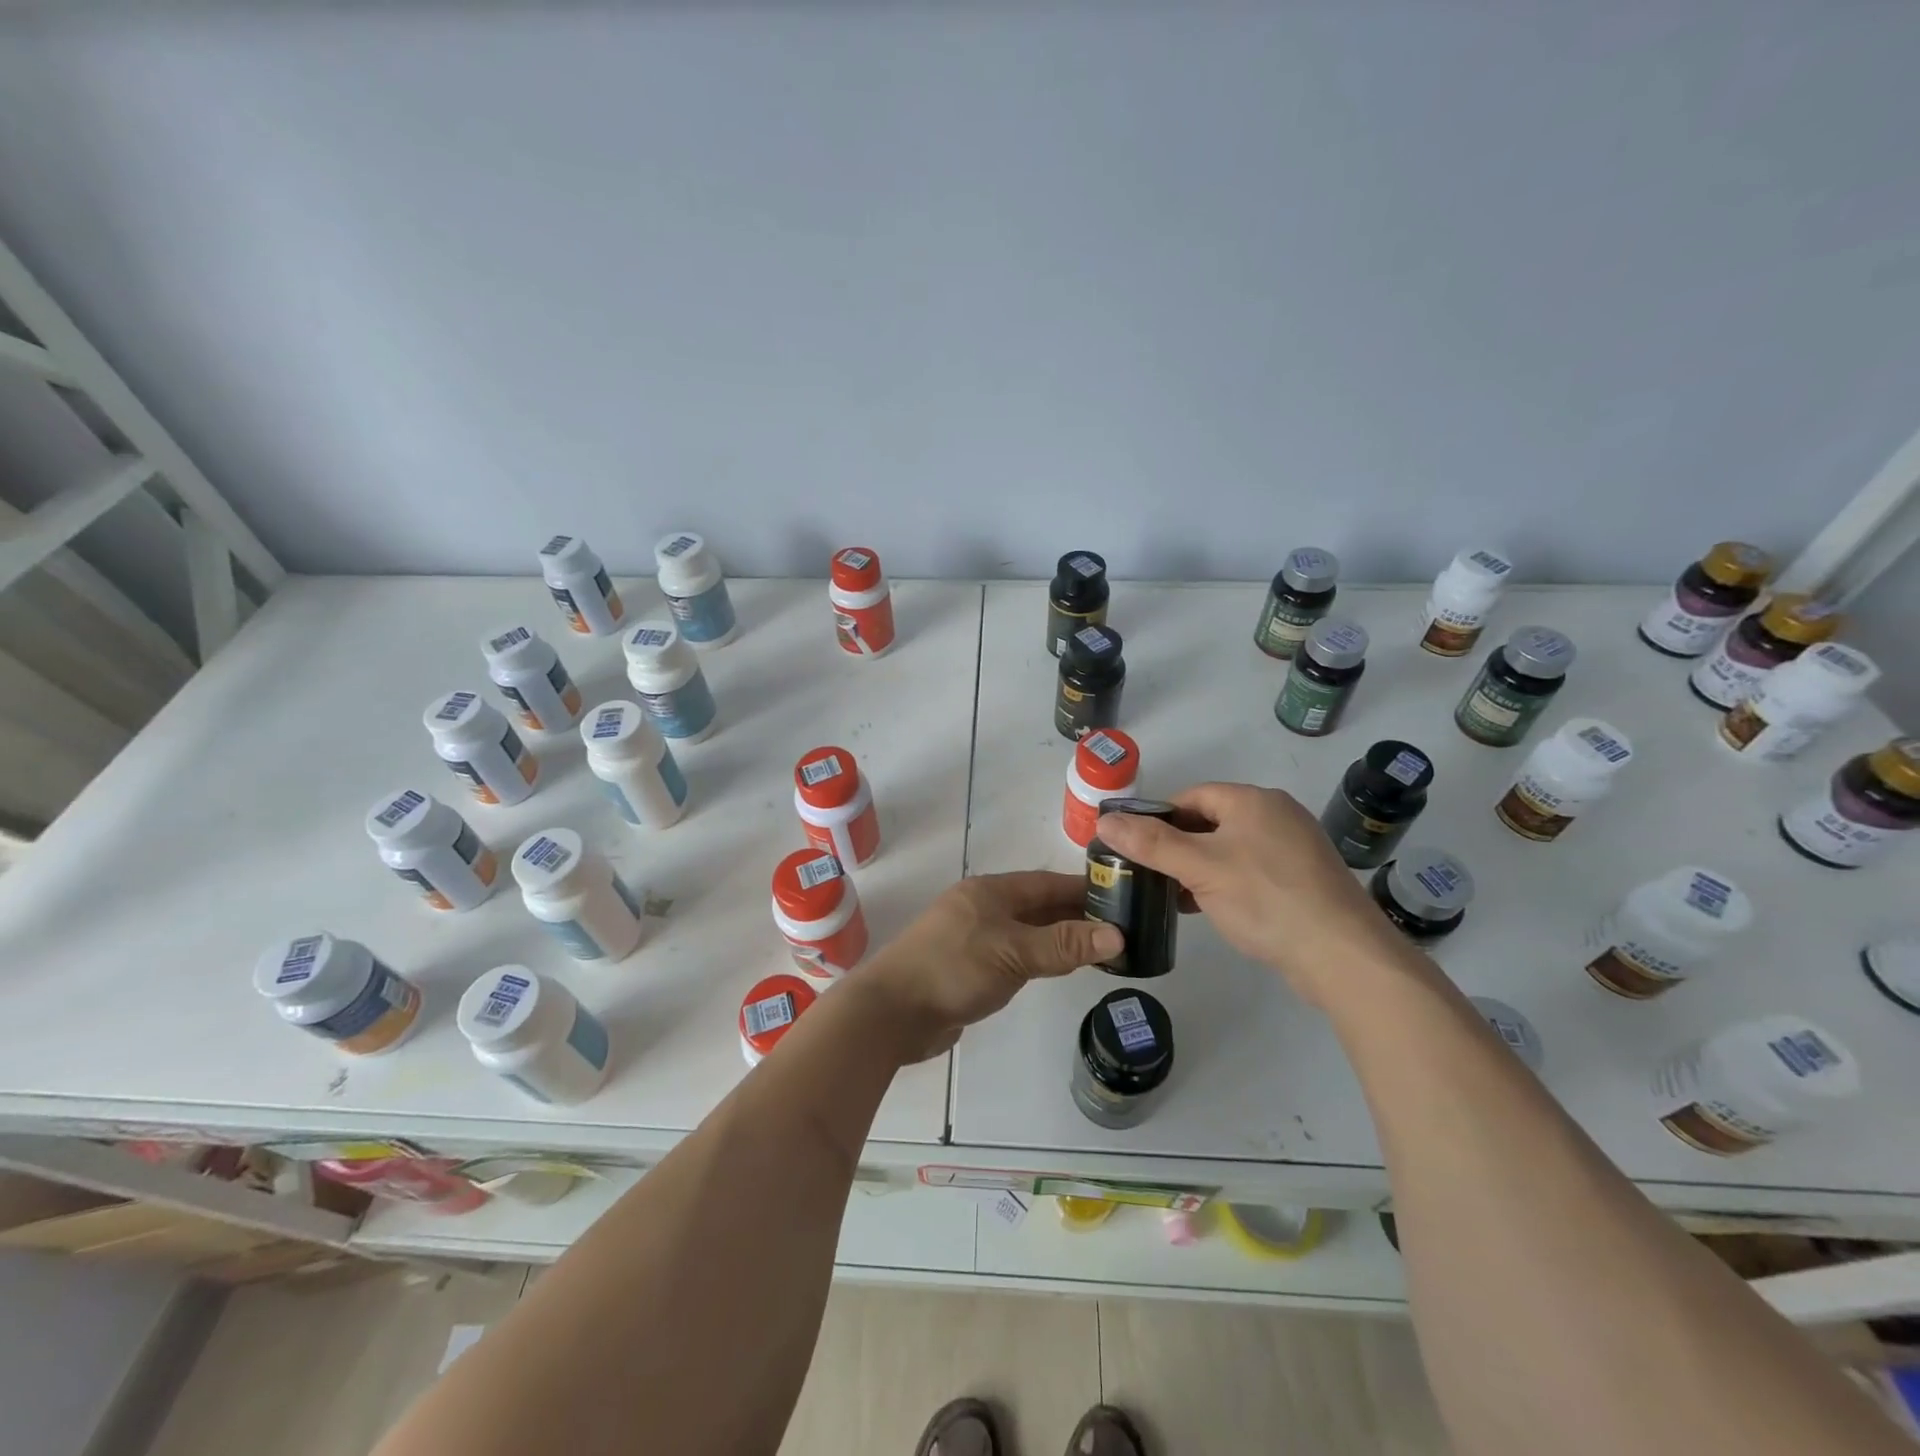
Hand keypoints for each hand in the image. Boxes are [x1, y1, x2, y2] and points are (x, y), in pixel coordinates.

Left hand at [855, 872, 1122, 1060]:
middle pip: (1036, 906)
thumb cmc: (954, 969)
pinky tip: (1055, 968)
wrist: (893, 1012)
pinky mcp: (967, 967)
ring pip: (1025, 931)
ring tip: (1097, 949)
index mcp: (990, 891)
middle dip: (1074, 915)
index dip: (1082, 889)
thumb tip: (1118, 935)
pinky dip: (1037, 958)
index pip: (1046, 883)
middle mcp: (982, 908)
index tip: (1120, 897)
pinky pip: (1012, 955)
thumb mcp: (1015, 952)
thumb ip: (1064, 944)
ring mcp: (972, 937)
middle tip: (1119, 928)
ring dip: (1057, 938)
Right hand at [1091, 782, 1409, 1009]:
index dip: (1158, 818)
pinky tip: (1211, 908)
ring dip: (1200, 867)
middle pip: (1211, 821)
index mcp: (1253, 801)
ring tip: (1174, 895)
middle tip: (1150, 874)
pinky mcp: (1304, 879)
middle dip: (1178, 845)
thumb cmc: (1265, 899)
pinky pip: (1252, 870)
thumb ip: (1150, 843)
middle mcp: (1277, 815)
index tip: (1135, 847)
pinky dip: (1226, 882)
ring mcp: (1295, 848)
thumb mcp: (1199, 868)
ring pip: (1231, 848)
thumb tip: (1105, 821)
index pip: (1192, 796)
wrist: (1343, 955)